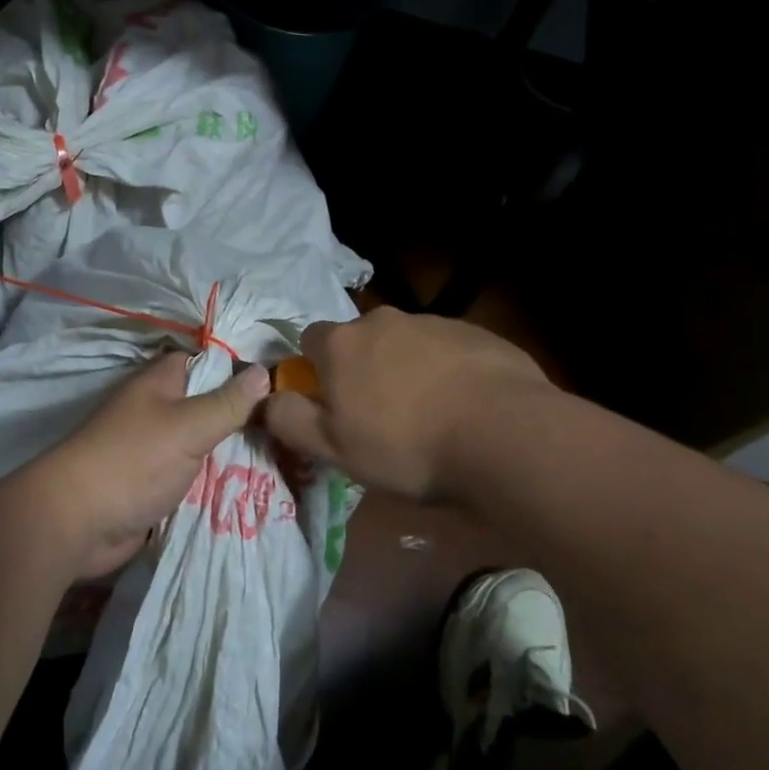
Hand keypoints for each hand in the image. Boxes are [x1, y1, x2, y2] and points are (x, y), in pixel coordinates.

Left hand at [9, 350, 270, 579]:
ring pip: (201, 443)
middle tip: (290, 430)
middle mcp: (156, 409)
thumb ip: (227, 402)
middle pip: (207, 405)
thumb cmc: (133, 461)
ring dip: (230, 454)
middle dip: (241, 418)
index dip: (239, 370)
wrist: (76, 522)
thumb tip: (263, 372)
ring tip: (284, 460)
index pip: (206, 363)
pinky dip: (213, 482)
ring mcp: (152, 449)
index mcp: (159, 383)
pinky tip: (250, 489)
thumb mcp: (188, 426)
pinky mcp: (151, 484)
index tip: (281, 385)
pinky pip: (190, 476)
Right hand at [262, 307, 553, 500]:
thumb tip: (265, 399)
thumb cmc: (406, 446)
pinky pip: (447, 349)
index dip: (315, 370)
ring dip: (406, 368)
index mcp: (342, 344)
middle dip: (363, 368)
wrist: (503, 434)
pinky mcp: (475, 332)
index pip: (310, 339)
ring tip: (429, 414)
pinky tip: (465, 406)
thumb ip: (289, 420)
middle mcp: (382, 320)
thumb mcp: (333, 449)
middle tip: (381, 414)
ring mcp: (432, 322)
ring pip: (404, 343)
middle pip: (360, 340)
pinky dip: (447, 370)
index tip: (332, 402)